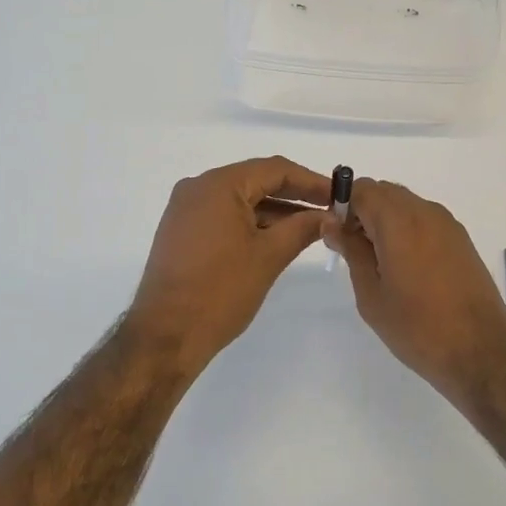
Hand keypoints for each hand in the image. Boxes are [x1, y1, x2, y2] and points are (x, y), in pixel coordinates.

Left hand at [128, 157, 332, 375]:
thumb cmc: (220, 291)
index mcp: (218, 185)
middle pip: (256, 180)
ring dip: (275, 211)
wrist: (165, 335)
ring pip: (240, 200)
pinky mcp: (181, 231)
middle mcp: (198, 188)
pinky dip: (252, 223)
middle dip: (294, 195)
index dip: (311, 181)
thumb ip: (302, 228)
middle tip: (329, 210)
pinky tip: (278, 237)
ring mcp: (186, 209)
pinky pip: (223, 215)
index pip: (274, 170)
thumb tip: (328, 215)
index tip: (339, 195)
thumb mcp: (269, 256)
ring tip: (310, 227)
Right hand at [322, 178, 505, 401]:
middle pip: (385, 192)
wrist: (479, 352)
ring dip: (386, 220)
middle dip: (363, 211)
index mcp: (399, 221)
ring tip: (377, 261)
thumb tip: (333, 223)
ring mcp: (448, 225)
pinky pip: (425, 219)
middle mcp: (426, 212)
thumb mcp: (371, 293)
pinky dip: (407, 229)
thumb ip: (351, 251)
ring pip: (406, 204)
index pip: (362, 189)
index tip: (334, 233)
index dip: (342, 204)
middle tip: (352, 248)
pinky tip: (404, 266)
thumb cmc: (416, 327)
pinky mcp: (462, 240)